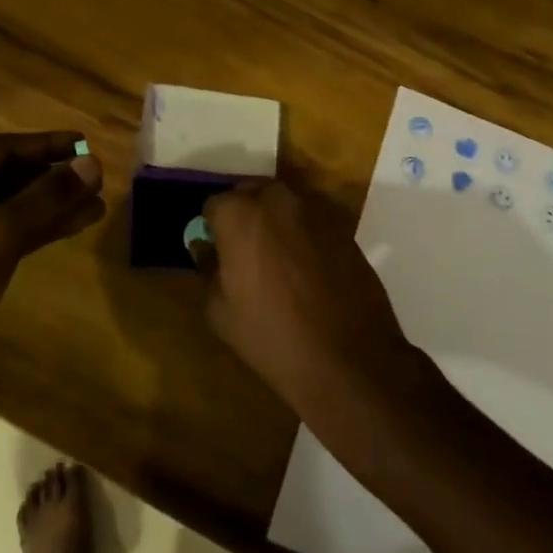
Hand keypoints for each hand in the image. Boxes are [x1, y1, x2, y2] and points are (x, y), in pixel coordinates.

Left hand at [0, 132, 104, 378]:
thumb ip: (48, 197)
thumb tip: (94, 163)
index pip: (1, 148)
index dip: (48, 146)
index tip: (87, 144)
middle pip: (5, 175)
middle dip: (52, 179)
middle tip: (98, 180)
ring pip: (7, 206)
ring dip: (50, 206)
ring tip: (97, 206)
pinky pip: (2, 231)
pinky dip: (36, 229)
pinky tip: (73, 227)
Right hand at [201, 181, 422, 420]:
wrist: (347, 359)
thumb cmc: (271, 336)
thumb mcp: (220, 311)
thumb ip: (208, 268)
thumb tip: (205, 248)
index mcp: (240, 214)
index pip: (214, 204)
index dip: (213, 228)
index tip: (217, 251)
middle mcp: (277, 200)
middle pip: (252, 193)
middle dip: (245, 214)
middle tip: (245, 251)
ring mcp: (315, 210)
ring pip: (285, 204)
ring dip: (276, 221)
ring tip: (278, 260)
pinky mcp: (344, 227)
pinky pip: (312, 221)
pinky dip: (304, 235)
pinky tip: (308, 269)